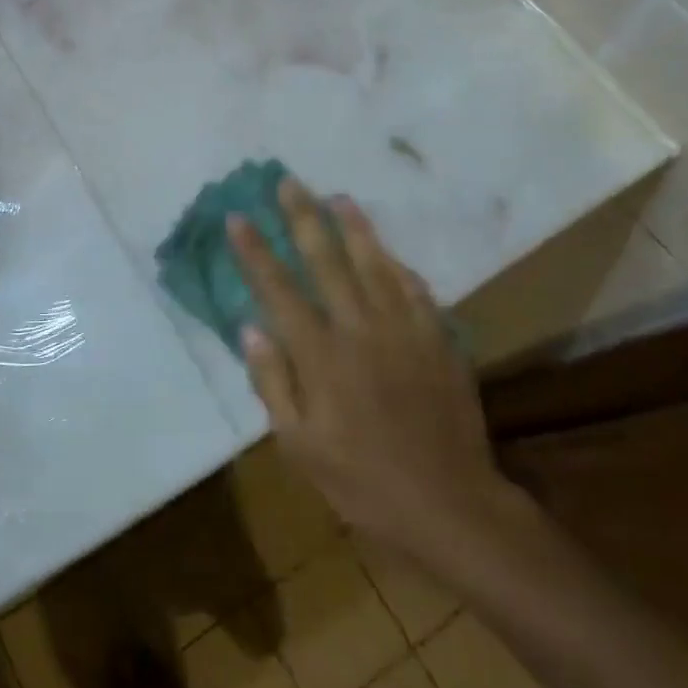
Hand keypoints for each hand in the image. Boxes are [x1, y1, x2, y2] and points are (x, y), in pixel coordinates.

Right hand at [229, 180, 523, 577]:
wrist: (449, 505)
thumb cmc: (362, 482)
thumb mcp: (300, 447)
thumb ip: (273, 383)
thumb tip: (252, 329)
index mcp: (321, 356)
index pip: (279, 290)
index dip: (255, 252)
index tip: (238, 218)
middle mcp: (360, 329)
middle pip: (326, 260)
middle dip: (303, 217)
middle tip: (288, 181)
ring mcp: (403, 330)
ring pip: (374, 264)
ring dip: (353, 227)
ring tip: (337, 197)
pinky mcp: (437, 340)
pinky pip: (414, 290)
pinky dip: (397, 266)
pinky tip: (388, 253)